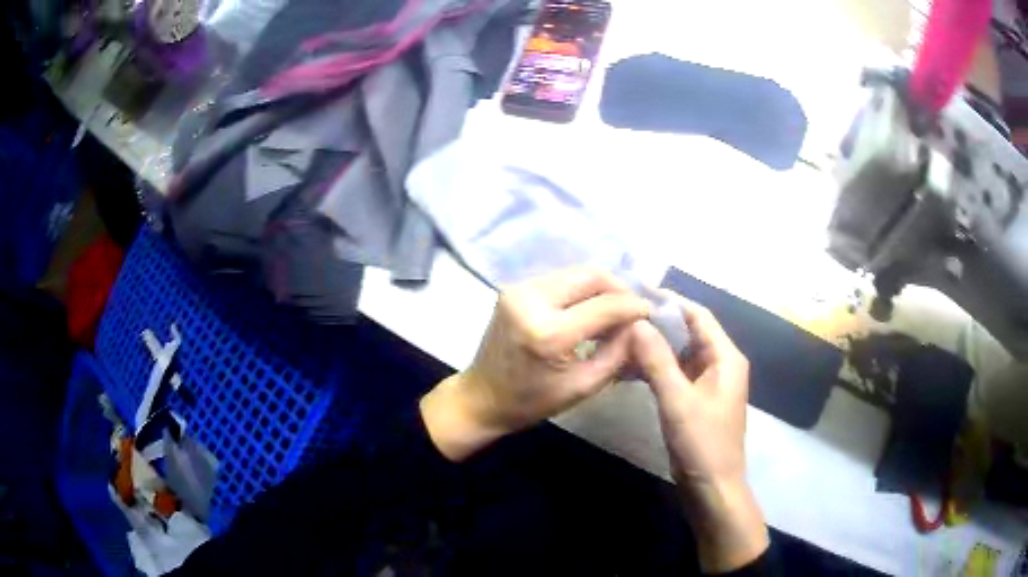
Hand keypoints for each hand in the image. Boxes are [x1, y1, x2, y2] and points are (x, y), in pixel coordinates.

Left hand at [421, 267, 651, 461]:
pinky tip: (589, 310)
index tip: (651, 313)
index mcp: (548, 332)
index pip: (605, 305)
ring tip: (613, 312)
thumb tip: (641, 324)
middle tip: (633, 310)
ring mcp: (519, 289)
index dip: (633, 306)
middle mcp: (531, 300)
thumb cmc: (531, 402)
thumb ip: (618, 352)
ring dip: (600, 288)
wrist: (481, 398)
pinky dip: (581, 290)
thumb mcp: (583, 386)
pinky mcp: (515, 289)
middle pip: (591, 275)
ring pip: (576, 273)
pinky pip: (560, 280)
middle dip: (619, 289)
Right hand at [630, 295, 767, 573]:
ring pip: (680, 353)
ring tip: (620, 337)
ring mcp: (708, 383)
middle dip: (658, 323)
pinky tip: (630, 368)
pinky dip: (655, 368)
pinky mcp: (696, 399)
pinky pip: (676, 373)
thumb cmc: (702, 444)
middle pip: (689, 332)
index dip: (670, 300)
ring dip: (654, 346)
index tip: (637, 290)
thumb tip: (636, 322)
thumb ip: (657, 361)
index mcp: (726, 357)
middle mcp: (720, 364)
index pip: (698, 315)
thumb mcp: (678, 401)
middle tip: (621, 314)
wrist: (712, 488)